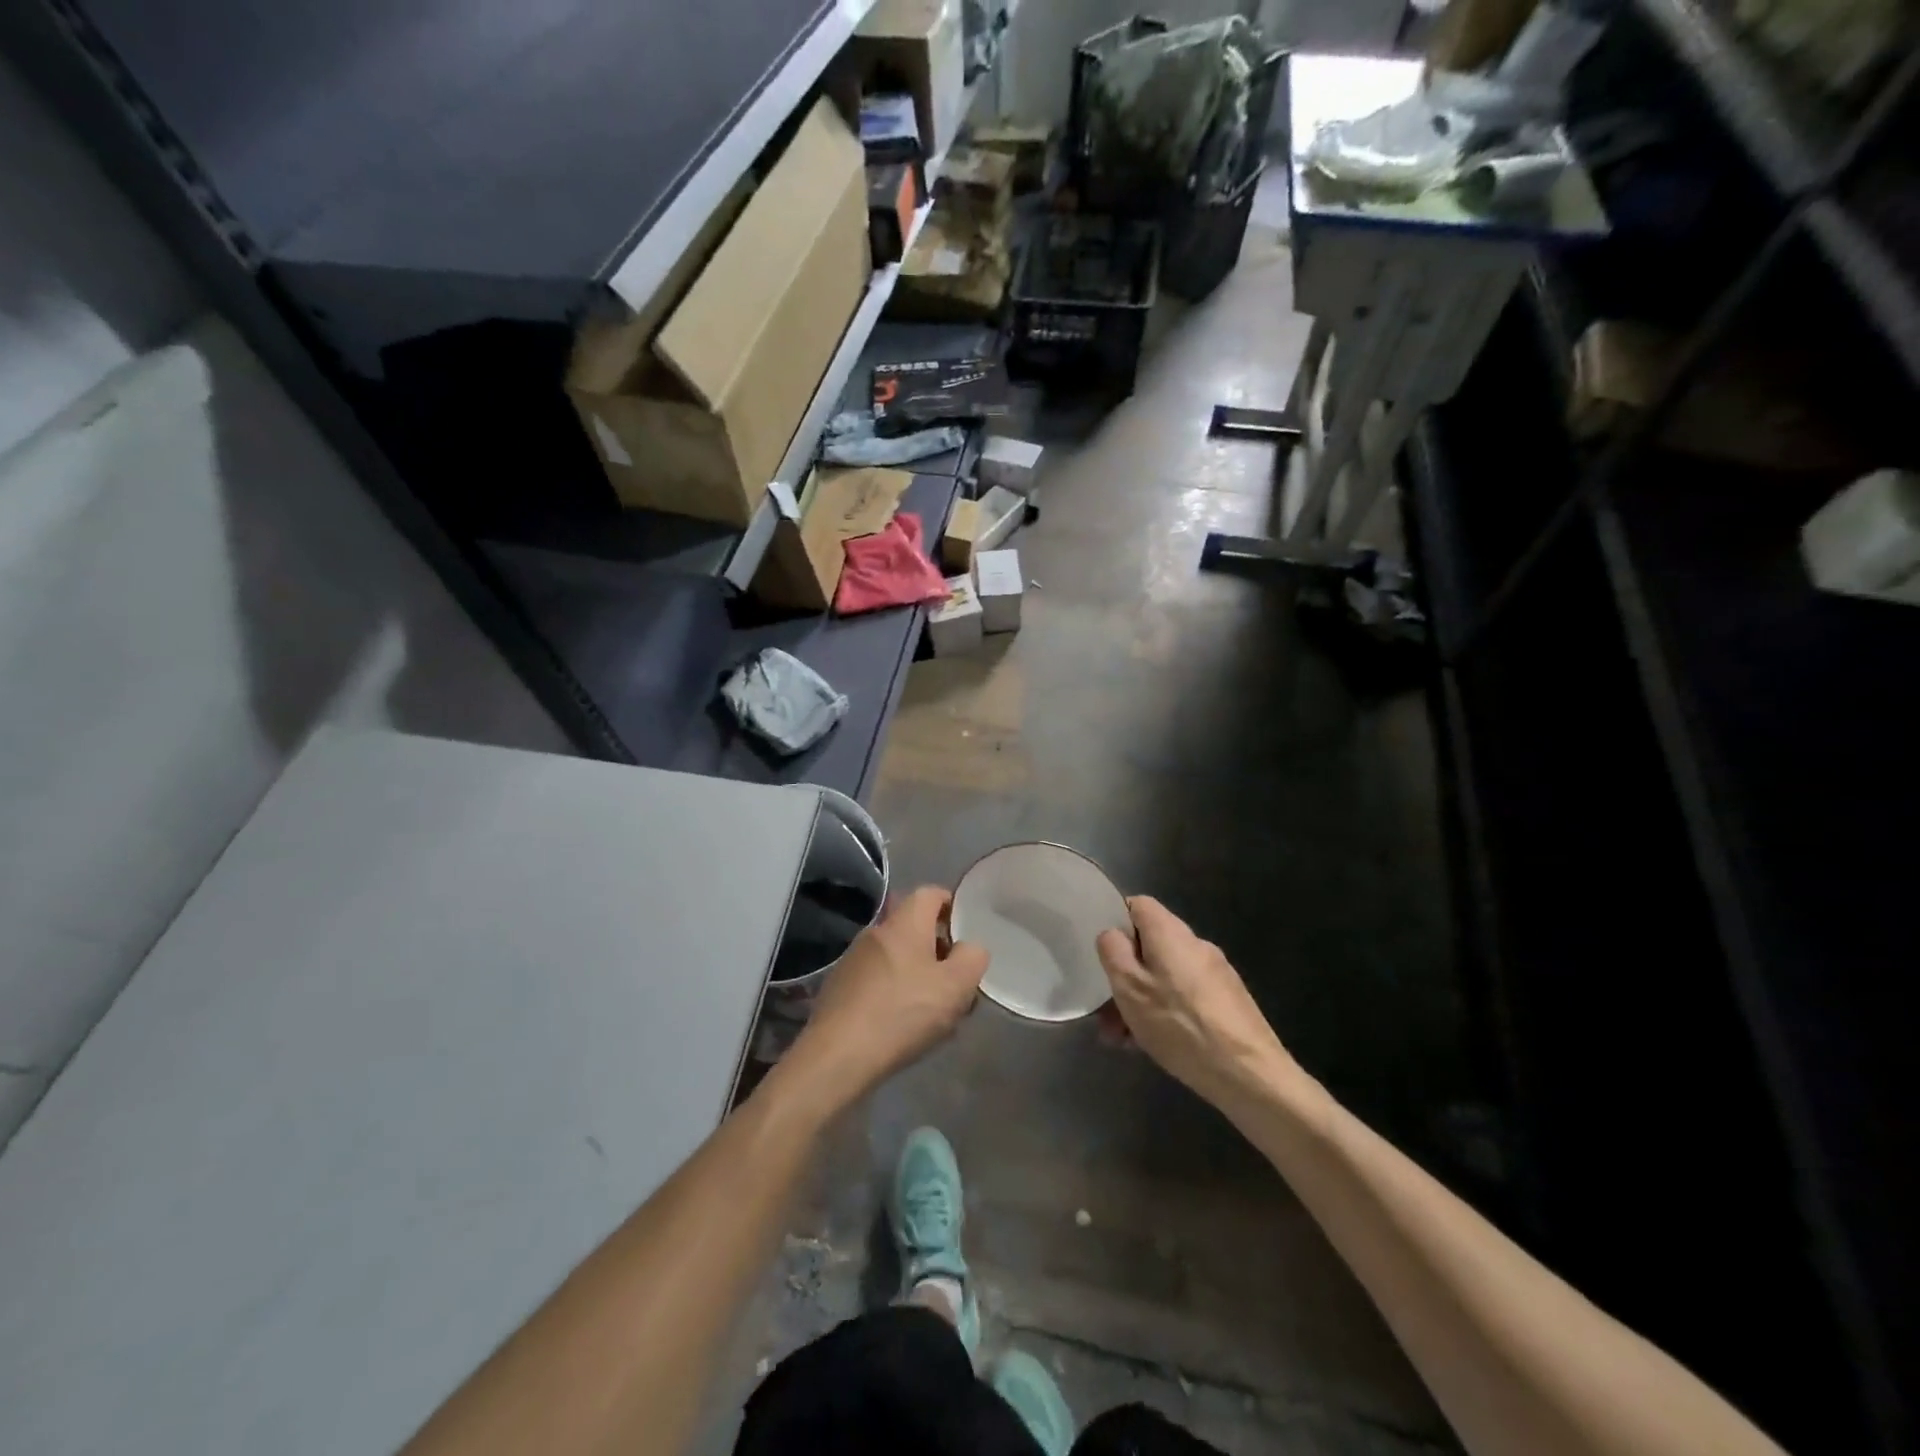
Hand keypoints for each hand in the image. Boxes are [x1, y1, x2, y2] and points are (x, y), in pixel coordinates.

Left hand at [787, 886, 988, 1106]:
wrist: (838, 1055)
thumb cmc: (902, 1013)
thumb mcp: (955, 987)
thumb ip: (972, 958)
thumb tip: (970, 947)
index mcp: (904, 923)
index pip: (929, 893)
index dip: (951, 904)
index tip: (966, 929)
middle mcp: (875, 932)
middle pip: (913, 927)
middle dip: (937, 948)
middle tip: (956, 978)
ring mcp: (853, 960)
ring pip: (896, 956)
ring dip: (917, 973)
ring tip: (934, 1008)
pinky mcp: (840, 987)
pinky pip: (877, 979)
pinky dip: (895, 991)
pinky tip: (903, 1023)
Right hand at [1095, 897, 1294, 1110]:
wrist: (1249, 1074)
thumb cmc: (1179, 1024)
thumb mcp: (1129, 987)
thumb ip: (1113, 952)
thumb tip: (1112, 934)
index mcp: (1170, 932)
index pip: (1138, 905)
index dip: (1115, 922)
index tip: (1102, 953)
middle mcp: (1195, 944)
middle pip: (1150, 946)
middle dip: (1125, 976)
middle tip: (1107, 1013)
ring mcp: (1215, 973)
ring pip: (1165, 976)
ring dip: (1141, 1000)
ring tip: (1124, 1039)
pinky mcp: (1228, 1001)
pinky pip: (1184, 996)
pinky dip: (1165, 1012)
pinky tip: (1153, 1046)